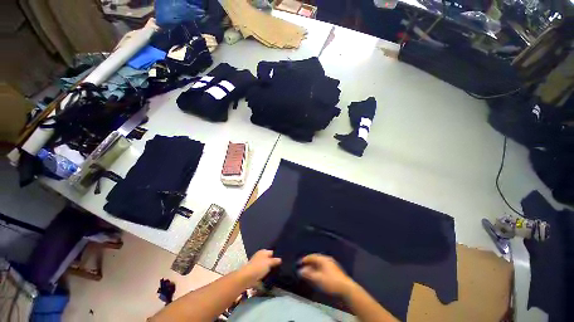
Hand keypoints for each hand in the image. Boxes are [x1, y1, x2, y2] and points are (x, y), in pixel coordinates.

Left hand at [242, 249, 281, 284]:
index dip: (276, 256)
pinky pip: (262, 272)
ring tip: (276, 273)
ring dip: (269, 269)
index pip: (272, 252)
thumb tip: (280, 259)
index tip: (282, 261)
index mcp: (263, 251)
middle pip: (268, 259)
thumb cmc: (259, 267)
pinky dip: (265, 274)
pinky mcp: (254, 271)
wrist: (247, 277)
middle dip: (273, 263)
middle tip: (280, 268)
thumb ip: (275, 260)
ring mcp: (256, 264)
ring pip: (265, 266)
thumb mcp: (269, 262)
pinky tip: (269, 277)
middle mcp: (259, 256)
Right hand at [298, 254, 355, 295]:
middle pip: (316, 259)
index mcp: (323, 259)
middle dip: (309, 264)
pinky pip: (323, 267)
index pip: (312, 256)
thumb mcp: (318, 278)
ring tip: (309, 273)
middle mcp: (327, 259)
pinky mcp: (335, 270)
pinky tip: (317, 276)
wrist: (346, 288)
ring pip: (320, 264)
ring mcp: (332, 264)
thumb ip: (308, 274)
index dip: (305, 259)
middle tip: (303, 268)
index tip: (299, 263)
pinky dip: (318, 270)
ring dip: (313, 267)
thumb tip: (300, 271)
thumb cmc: (331, 282)